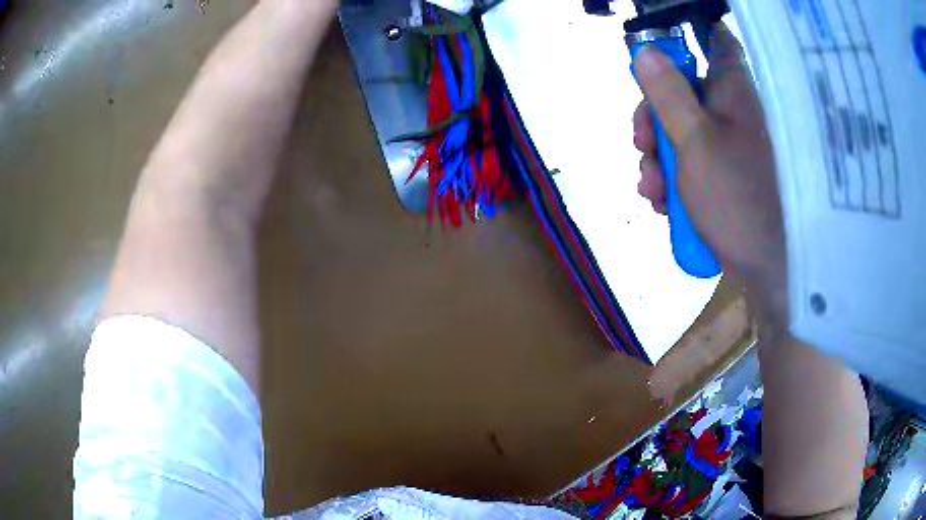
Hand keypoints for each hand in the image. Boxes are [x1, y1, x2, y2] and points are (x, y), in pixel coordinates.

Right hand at [632, 23, 786, 330]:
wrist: (768, 269)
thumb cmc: (737, 198)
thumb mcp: (694, 142)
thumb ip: (668, 94)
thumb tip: (645, 52)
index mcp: (732, 90)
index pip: (713, 39)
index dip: (684, 36)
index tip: (658, 52)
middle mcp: (733, 110)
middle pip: (684, 90)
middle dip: (654, 118)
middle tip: (641, 147)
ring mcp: (731, 144)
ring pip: (683, 131)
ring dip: (658, 158)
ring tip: (651, 192)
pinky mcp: (728, 174)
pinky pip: (693, 161)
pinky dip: (674, 179)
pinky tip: (664, 204)